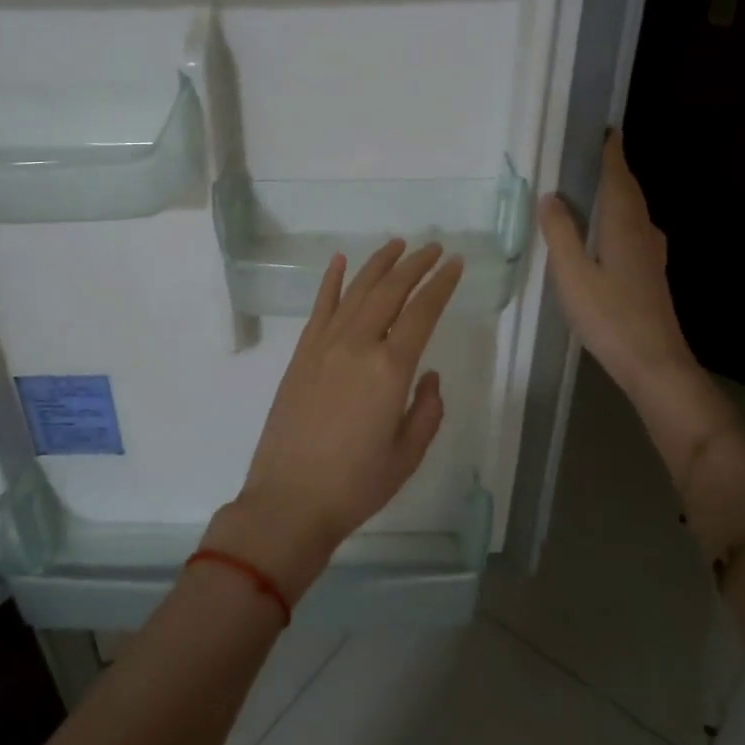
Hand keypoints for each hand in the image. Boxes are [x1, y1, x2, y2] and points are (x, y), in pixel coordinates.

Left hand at [205, 239, 464, 602]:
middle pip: (390, 291)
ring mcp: (324, 346)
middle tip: (432, 248)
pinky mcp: (301, 354)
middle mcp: (357, 345)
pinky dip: (331, 281)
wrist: (290, 500)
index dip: (441, 285)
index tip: (454, 264)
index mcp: (390, 369)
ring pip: (356, 291)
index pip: (422, 313)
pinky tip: (340, 261)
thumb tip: (427, 375)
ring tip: (397, 245)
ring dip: (378, 264)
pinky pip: (319, 308)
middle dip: (414, 265)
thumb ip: (427, 410)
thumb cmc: (356, 485)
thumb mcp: (408, 455)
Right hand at [538, 131, 729, 462]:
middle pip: (630, 192)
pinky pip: (634, 230)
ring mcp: (651, 255)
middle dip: (615, 169)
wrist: (654, 362)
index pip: (618, 178)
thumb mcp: (572, 274)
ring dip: (618, 193)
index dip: (611, 153)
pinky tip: (609, 231)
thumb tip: (550, 196)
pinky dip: (620, 216)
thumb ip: (560, 233)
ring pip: (634, 212)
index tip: (606, 130)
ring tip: (595, 186)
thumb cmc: (609, 316)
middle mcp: (643, 233)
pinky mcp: (651, 274)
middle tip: (594, 153)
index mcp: (623, 226)